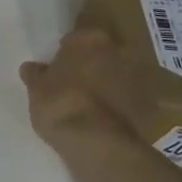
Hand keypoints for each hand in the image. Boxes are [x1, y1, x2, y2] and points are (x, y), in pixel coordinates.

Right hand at [20, 28, 148, 154]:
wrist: (98, 143)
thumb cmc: (59, 104)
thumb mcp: (36, 89)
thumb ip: (36, 74)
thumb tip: (32, 68)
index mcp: (88, 38)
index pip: (76, 38)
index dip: (67, 51)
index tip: (59, 65)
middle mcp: (118, 50)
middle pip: (102, 53)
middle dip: (92, 64)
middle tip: (76, 81)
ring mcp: (138, 76)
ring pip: (119, 74)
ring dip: (109, 83)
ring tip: (91, 102)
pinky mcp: (149, 104)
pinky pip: (130, 98)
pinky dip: (120, 103)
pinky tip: (105, 117)